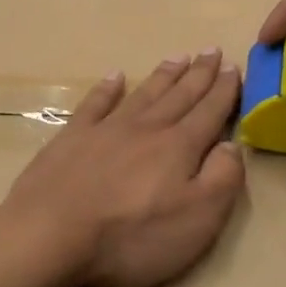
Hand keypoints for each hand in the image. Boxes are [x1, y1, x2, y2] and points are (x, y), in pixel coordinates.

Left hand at [0, 50, 244, 286]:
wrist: (51, 235)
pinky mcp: (71, 138)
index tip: (234, 67)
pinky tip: (115, 76)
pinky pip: (95, 104)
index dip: (224, 91)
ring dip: (163, 76)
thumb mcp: (197, 219)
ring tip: (177, 57)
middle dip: (199, 74)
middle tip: (211, 50)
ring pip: (142, 94)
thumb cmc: (131, 236)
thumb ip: (222, 179)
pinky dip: (106, 89)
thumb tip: (232, 145)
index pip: (209, 112)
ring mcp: (105, 130)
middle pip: (179, 96)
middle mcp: (146, 129)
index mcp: (179, 148)